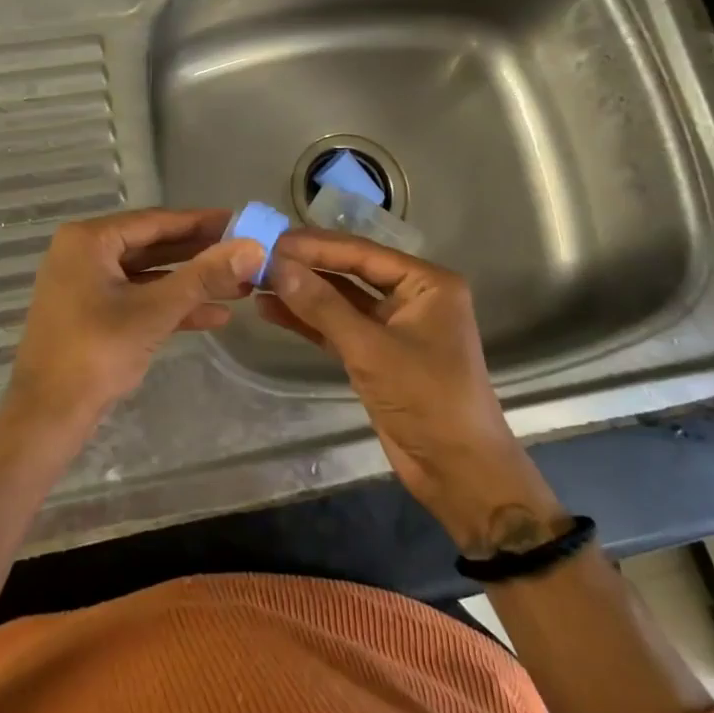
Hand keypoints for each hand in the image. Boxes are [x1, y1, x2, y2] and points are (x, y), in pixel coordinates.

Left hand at [2, 208, 264, 442]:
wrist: (47, 416)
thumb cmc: (96, 352)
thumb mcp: (155, 310)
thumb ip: (204, 276)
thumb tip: (254, 248)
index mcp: (89, 240)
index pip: (156, 221)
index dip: (201, 222)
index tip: (241, 221)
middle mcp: (84, 253)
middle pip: (153, 246)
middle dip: (200, 255)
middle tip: (246, 254)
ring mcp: (86, 285)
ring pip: (148, 275)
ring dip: (191, 283)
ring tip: (240, 288)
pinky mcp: (92, 314)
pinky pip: (138, 299)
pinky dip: (171, 306)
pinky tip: (214, 316)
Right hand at [260, 230, 562, 551]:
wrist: (458, 472)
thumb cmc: (427, 399)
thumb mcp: (371, 349)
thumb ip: (322, 306)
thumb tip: (277, 266)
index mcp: (427, 283)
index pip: (362, 253)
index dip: (315, 246)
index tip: (271, 240)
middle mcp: (412, 297)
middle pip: (350, 272)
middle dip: (306, 267)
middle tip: (258, 258)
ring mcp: (394, 327)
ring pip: (340, 300)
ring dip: (302, 294)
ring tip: (256, 282)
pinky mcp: (377, 355)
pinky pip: (338, 328)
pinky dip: (308, 321)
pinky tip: (273, 310)